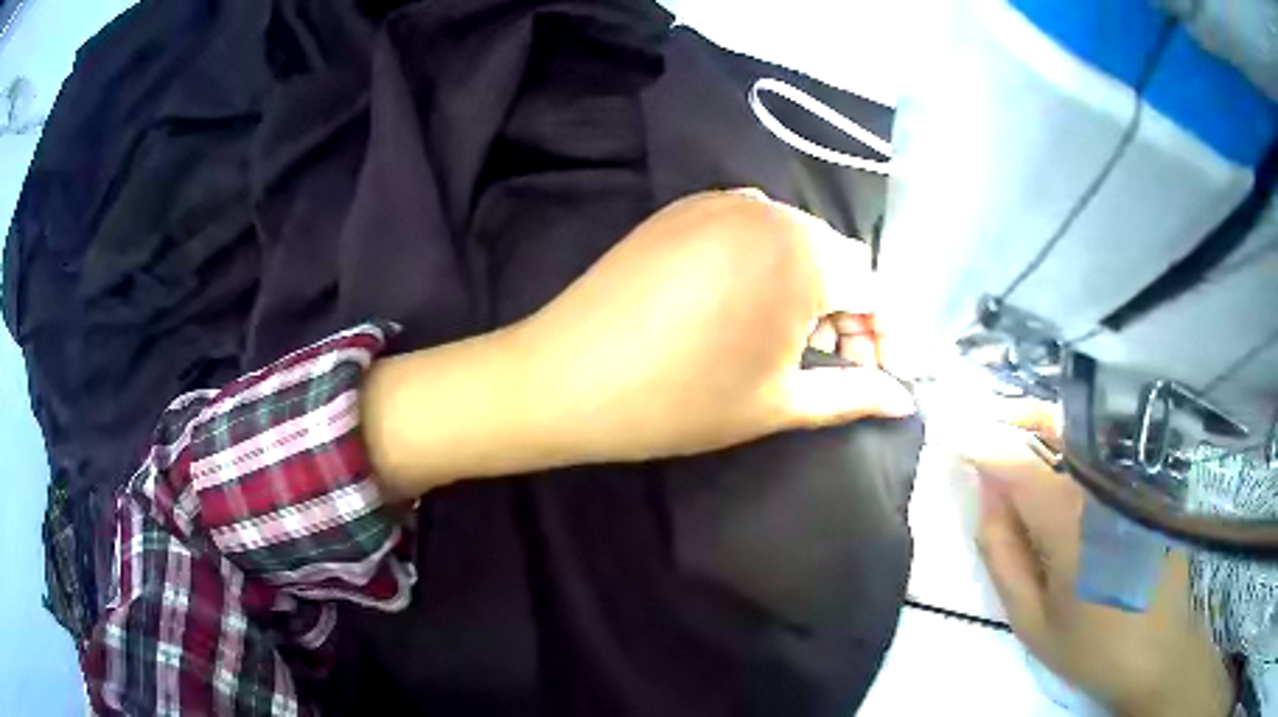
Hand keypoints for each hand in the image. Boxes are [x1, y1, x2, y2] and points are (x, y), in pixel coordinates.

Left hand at [362, 191, 913, 495]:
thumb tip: (903, 400)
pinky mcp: (684, 209)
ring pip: (794, 241)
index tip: (875, 373)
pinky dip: (766, 266)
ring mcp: (720, 201)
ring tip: (788, 342)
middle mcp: (768, 210)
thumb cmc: (682, 399)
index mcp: (802, 253)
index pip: (874, 285)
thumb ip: (853, 394)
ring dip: (809, 288)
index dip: (883, 333)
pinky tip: (745, 308)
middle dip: (848, 311)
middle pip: (836, 258)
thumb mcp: (780, 403)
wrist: (566, 377)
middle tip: (833, 363)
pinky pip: (750, 231)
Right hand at [966, 403, 1232, 716]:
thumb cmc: (1091, 645)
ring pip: (1084, 428)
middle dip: (1018, 414)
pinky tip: (1064, 463)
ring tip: (1018, 440)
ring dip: (1045, 425)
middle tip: (988, 424)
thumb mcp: (1031, 619)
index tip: (955, 435)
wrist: (1158, 650)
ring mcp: (1134, 476)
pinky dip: (1077, 441)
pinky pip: (1107, 445)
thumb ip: (1003, 553)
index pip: (1018, 461)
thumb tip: (986, 492)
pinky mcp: (1150, 480)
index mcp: (1072, 522)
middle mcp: (1105, 483)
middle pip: (1059, 421)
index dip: (983, 442)